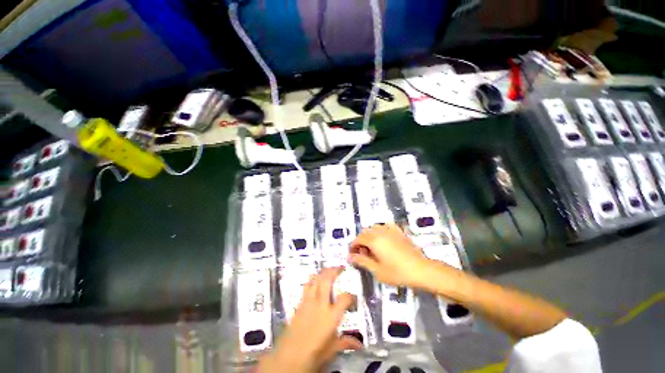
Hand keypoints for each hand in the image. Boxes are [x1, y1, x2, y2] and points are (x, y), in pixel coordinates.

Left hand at [257, 267, 362, 372]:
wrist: (289, 357)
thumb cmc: (314, 354)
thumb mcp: (332, 349)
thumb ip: (346, 342)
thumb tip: (360, 345)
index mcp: (331, 316)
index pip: (345, 299)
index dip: (351, 296)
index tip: (354, 298)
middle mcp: (320, 304)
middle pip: (327, 280)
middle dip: (334, 271)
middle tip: (341, 267)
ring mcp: (308, 302)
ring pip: (315, 280)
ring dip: (323, 272)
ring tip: (329, 270)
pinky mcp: (300, 303)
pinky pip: (306, 286)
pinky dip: (312, 279)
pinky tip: (314, 279)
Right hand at [348, 224, 431, 287]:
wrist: (421, 270)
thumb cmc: (398, 272)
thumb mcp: (377, 270)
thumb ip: (362, 261)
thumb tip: (349, 257)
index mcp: (374, 240)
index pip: (358, 239)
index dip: (353, 246)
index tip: (352, 255)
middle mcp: (380, 232)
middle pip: (365, 232)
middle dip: (360, 241)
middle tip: (363, 254)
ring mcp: (390, 230)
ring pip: (374, 227)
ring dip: (370, 235)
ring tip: (373, 247)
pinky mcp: (399, 231)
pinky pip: (386, 225)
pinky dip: (381, 230)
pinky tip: (384, 238)